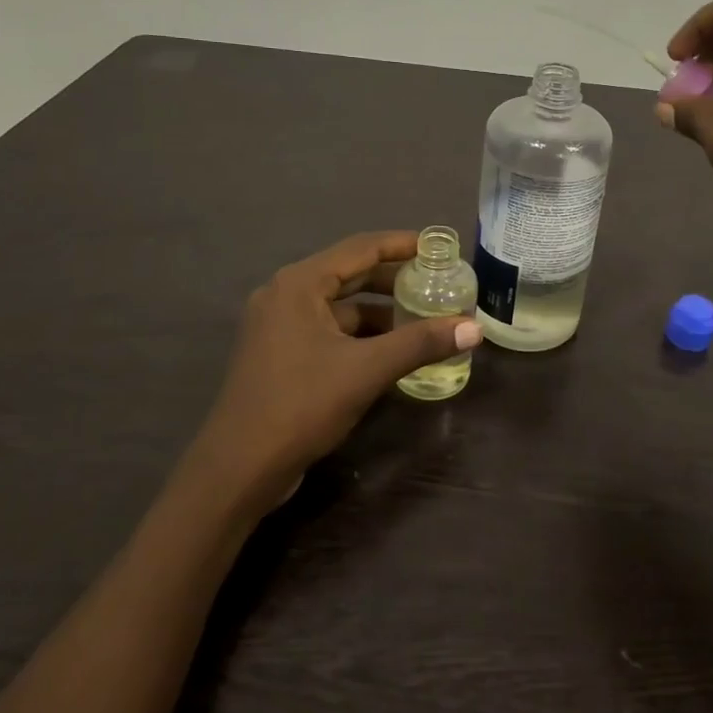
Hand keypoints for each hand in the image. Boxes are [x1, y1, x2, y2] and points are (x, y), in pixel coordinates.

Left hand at [194, 232, 481, 509]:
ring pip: (341, 306)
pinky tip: (394, 350)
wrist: (238, 468)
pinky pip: (330, 331)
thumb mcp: (367, 370)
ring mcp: (280, 326)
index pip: (361, 248)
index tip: (440, 248)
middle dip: (396, 279)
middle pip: (351, 274)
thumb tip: (474, 328)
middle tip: (439, 283)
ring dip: (381, 311)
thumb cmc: (300, 405)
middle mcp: (286, 295)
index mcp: (300, 284)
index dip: (403, 244)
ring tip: (425, 318)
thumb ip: (420, 343)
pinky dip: (362, 335)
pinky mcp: (282, 354)